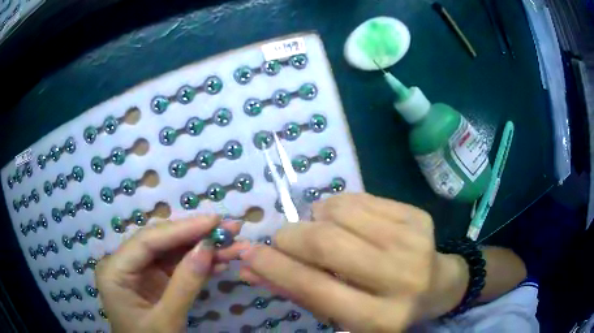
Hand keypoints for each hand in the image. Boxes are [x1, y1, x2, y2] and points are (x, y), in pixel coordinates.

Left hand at [96, 216, 248, 332]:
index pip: (147, 241)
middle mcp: (123, 264)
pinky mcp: (152, 280)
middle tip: (227, 227)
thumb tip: (207, 248)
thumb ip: (184, 285)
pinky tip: (218, 262)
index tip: (214, 221)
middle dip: (193, 235)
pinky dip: (197, 265)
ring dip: (199, 248)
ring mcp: (138, 272)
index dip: (181, 229)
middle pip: (159, 242)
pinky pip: (175, 267)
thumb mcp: (166, 321)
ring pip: (170, 252)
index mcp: (114, 271)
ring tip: (228, 242)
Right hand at [239, 193, 467, 331]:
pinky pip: (359, 198)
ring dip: (315, 218)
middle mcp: (400, 280)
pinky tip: (345, 221)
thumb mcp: (342, 313)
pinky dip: (337, 206)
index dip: (275, 267)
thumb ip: (298, 291)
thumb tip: (251, 269)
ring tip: (320, 230)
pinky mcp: (418, 216)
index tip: (247, 253)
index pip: (315, 288)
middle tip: (283, 239)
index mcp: (379, 318)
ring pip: (340, 213)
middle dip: (290, 236)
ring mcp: (413, 243)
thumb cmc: (384, 308)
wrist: (437, 285)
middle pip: (327, 243)